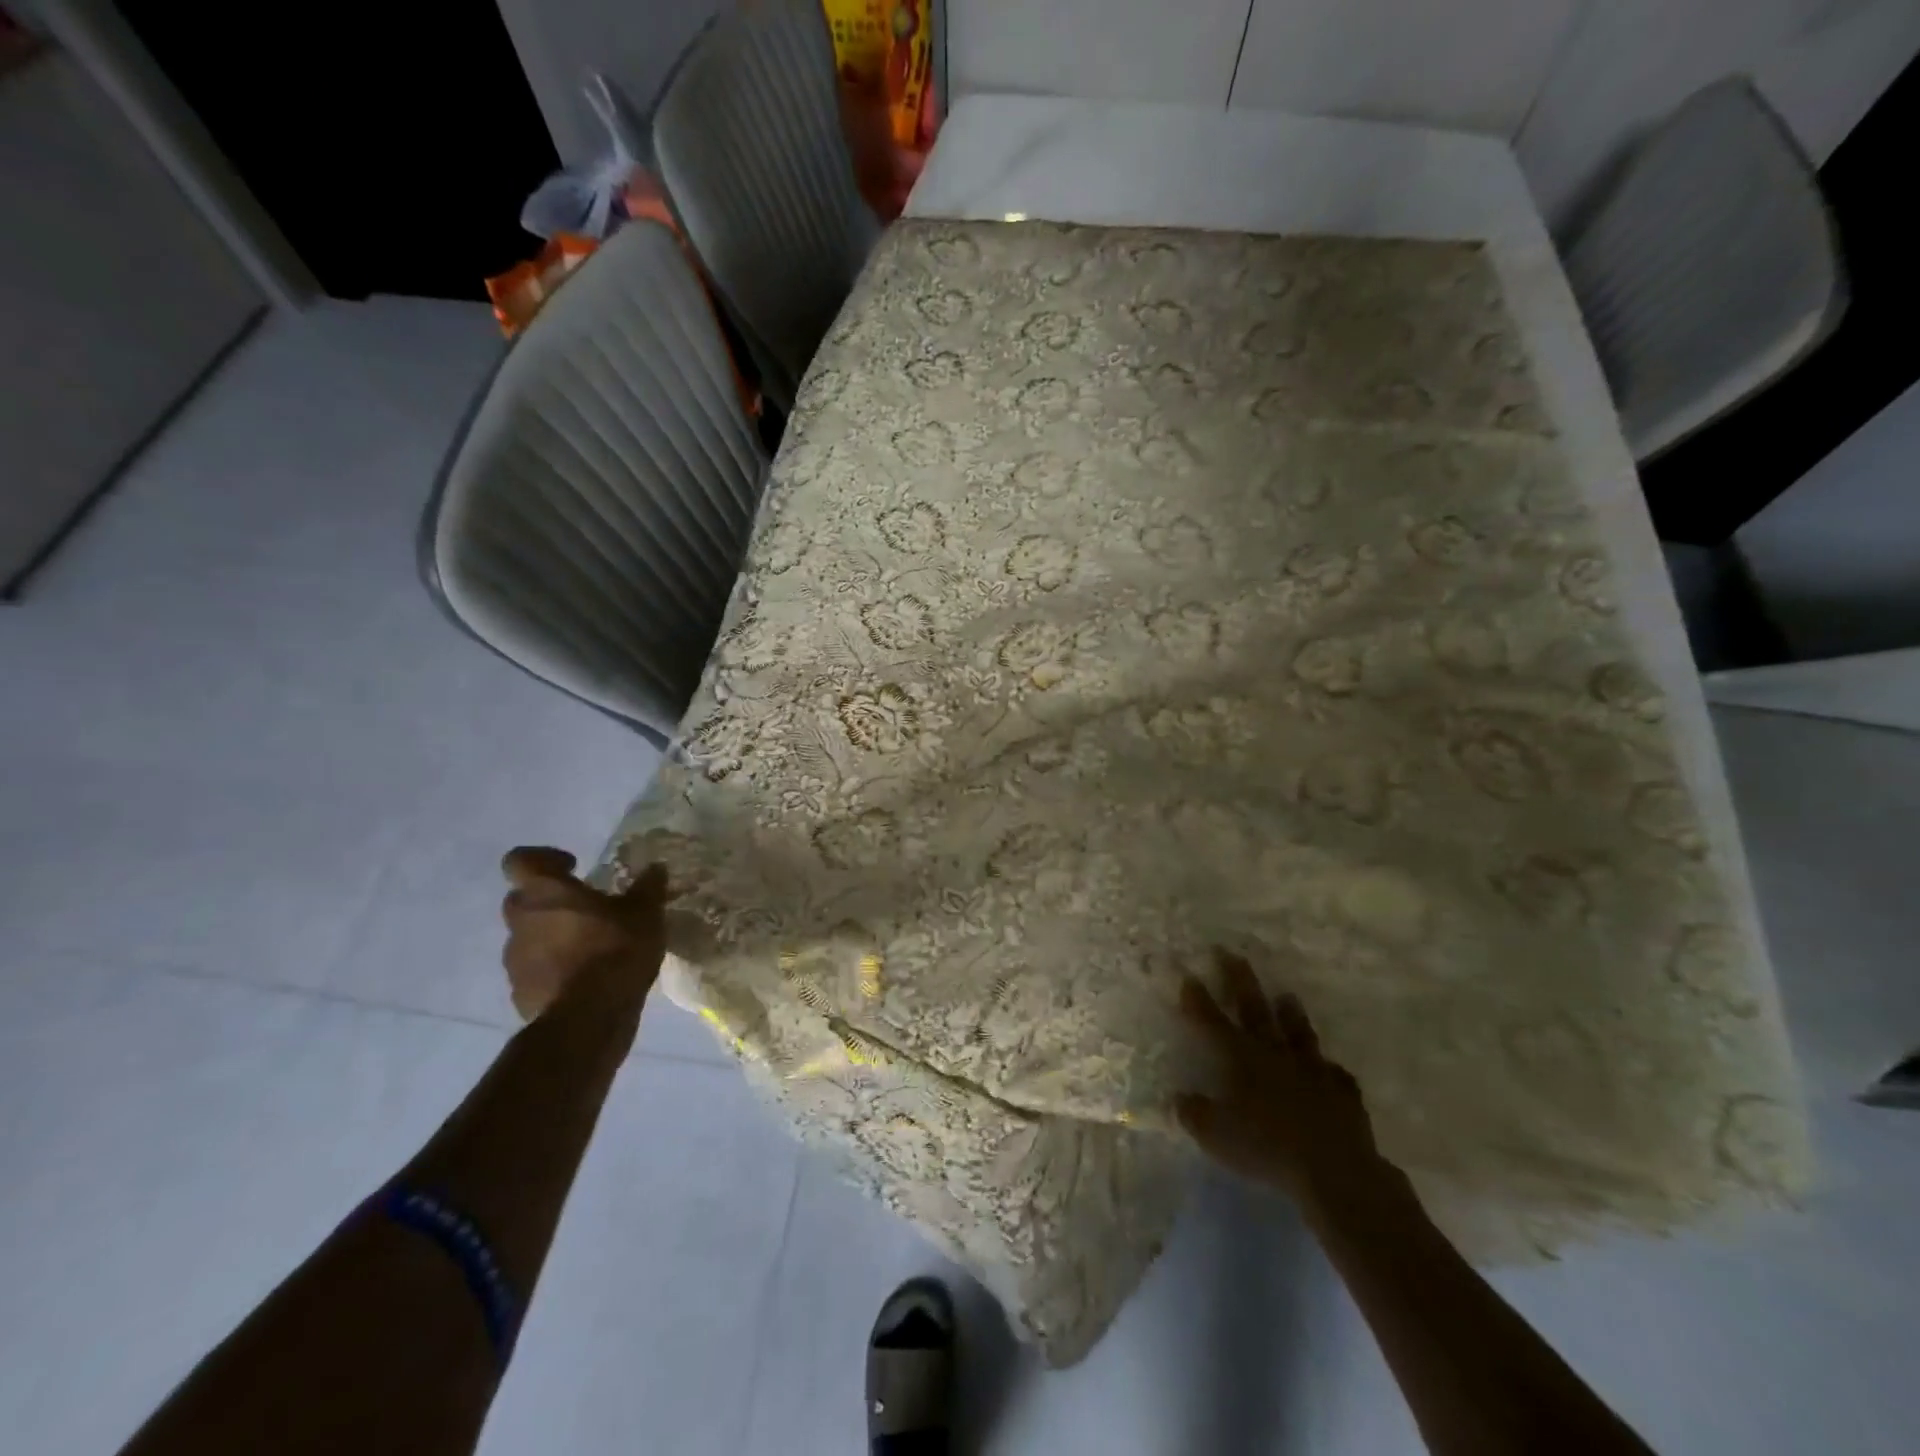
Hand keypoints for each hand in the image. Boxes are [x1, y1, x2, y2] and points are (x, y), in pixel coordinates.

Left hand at [500, 847, 669, 1020]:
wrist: (588, 1019)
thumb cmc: (614, 950)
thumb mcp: (645, 913)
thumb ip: (648, 887)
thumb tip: (655, 868)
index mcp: (545, 892)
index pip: (521, 860)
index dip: (543, 859)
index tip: (573, 867)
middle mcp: (521, 921)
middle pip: (523, 899)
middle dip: (550, 900)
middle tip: (585, 908)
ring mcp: (515, 960)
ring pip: (528, 936)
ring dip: (552, 936)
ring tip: (590, 947)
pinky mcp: (520, 993)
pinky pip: (535, 970)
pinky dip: (554, 969)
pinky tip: (585, 979)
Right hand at [1175, 949, 1384, 1204]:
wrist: (1334, 1170)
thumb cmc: (1266, 1148)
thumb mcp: (1216, 1136)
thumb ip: (1194, 1115)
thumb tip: (1178, 1099)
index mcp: (1241, 1059)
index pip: (1212, 1021)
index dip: (1197, 999)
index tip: (1188, 974)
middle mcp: (1275, 1054)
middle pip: (1254, 1009)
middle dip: (1240, 981)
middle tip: (1231, 954)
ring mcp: (1312, 1069)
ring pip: (1298, 1032)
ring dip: (1290, 1014)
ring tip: (1286, 995)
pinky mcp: (1343, 1091)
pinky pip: (1334, 1074)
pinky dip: (1329, 1069)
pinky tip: (1329, 1068)